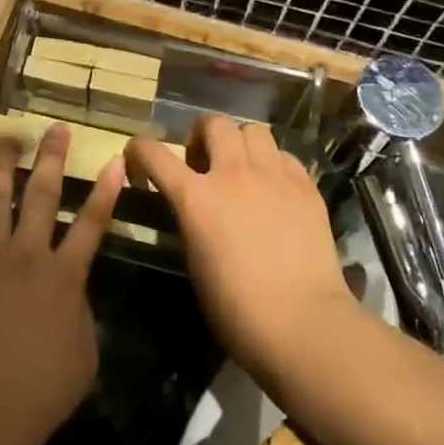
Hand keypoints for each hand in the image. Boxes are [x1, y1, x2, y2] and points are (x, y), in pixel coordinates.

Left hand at [0, 125, 121, 444]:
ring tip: (6, 141)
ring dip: (3, 167)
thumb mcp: (85, 352)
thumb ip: (80, 311)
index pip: (93, 222)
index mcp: (65, 275)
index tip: (114, 159)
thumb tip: (71, 289)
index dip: (106, 190)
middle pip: (43, 195)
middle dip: (52, 158)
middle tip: (56, 129)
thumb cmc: (43, 390)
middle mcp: (27, 255)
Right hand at [126, 117, 356, 385]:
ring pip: (254, 130)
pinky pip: (284, 156)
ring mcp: (273, 175)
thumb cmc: (237, 309)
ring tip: (242, 167)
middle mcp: (232, 174)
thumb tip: (194, 209)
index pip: (154, 153)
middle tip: (202, 160)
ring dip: (241, 143)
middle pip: (214, 123)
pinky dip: (273, 164)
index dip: (139, 149)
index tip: (138, 155)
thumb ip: (190, 221)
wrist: (302, 321)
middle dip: (202, 134)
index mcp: (195, 197)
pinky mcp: (305, 186)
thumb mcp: (195, 261)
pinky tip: (275, 188)